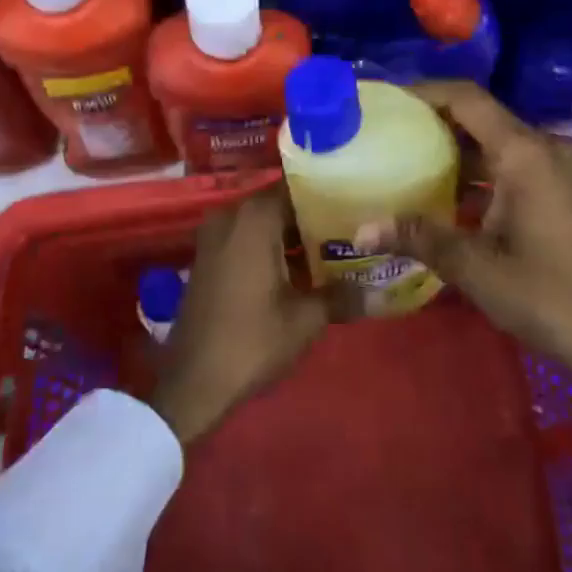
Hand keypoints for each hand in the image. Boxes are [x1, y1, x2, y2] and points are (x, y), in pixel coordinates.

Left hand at [151, 187, 334, 446]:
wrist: (192, 383)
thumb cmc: (251, 341)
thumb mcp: (305, 319)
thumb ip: (342, 295)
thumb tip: (379, 290)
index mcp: (254, 217)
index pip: (298, 187)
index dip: (329, 194)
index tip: (358, 202)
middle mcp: (231, 215)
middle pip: (281, 203)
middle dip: (315, 217)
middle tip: (354, 229)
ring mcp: (215, 236)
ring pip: (264, 223)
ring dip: (294, 236)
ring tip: (336, 250)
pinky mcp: (209, 258)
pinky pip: (247, 239)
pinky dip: (272, 248)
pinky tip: (302, 270)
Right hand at [382, 82, 571, 494]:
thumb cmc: (548, 297)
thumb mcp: (476, 268)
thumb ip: (419, 237)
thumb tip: (362, 228)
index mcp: (524, 153)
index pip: (467, 99)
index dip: (426, 92)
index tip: (389, 100)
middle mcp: (546, 149)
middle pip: (483, 117)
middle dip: (437, 122)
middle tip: (392, 135)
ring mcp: (563, 170)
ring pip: (500, 144)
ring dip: (460, 151)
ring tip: (414, 164)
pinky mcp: (569, 192)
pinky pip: (518, 165)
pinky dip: (484, 173)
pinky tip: (455, 200)